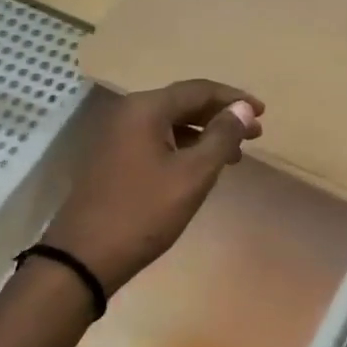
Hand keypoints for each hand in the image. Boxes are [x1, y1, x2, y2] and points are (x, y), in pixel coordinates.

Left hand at [44, 80, 262, 297]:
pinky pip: (157, 140)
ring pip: (171, 123)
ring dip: (205, 134)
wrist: (84, 256)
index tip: (262, 113)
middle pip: (184, 103)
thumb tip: (244, 108)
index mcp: (146, 108)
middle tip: (255, 134)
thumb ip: (222, 137)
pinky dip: (184, 147)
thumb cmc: (144, 212)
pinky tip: (201, 166)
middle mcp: (129, 113)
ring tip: (234, 155)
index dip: (234, 99)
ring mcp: (117, 135)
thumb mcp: (192, 175)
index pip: (199, 90)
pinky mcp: (114, 158)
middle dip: (221, 117)